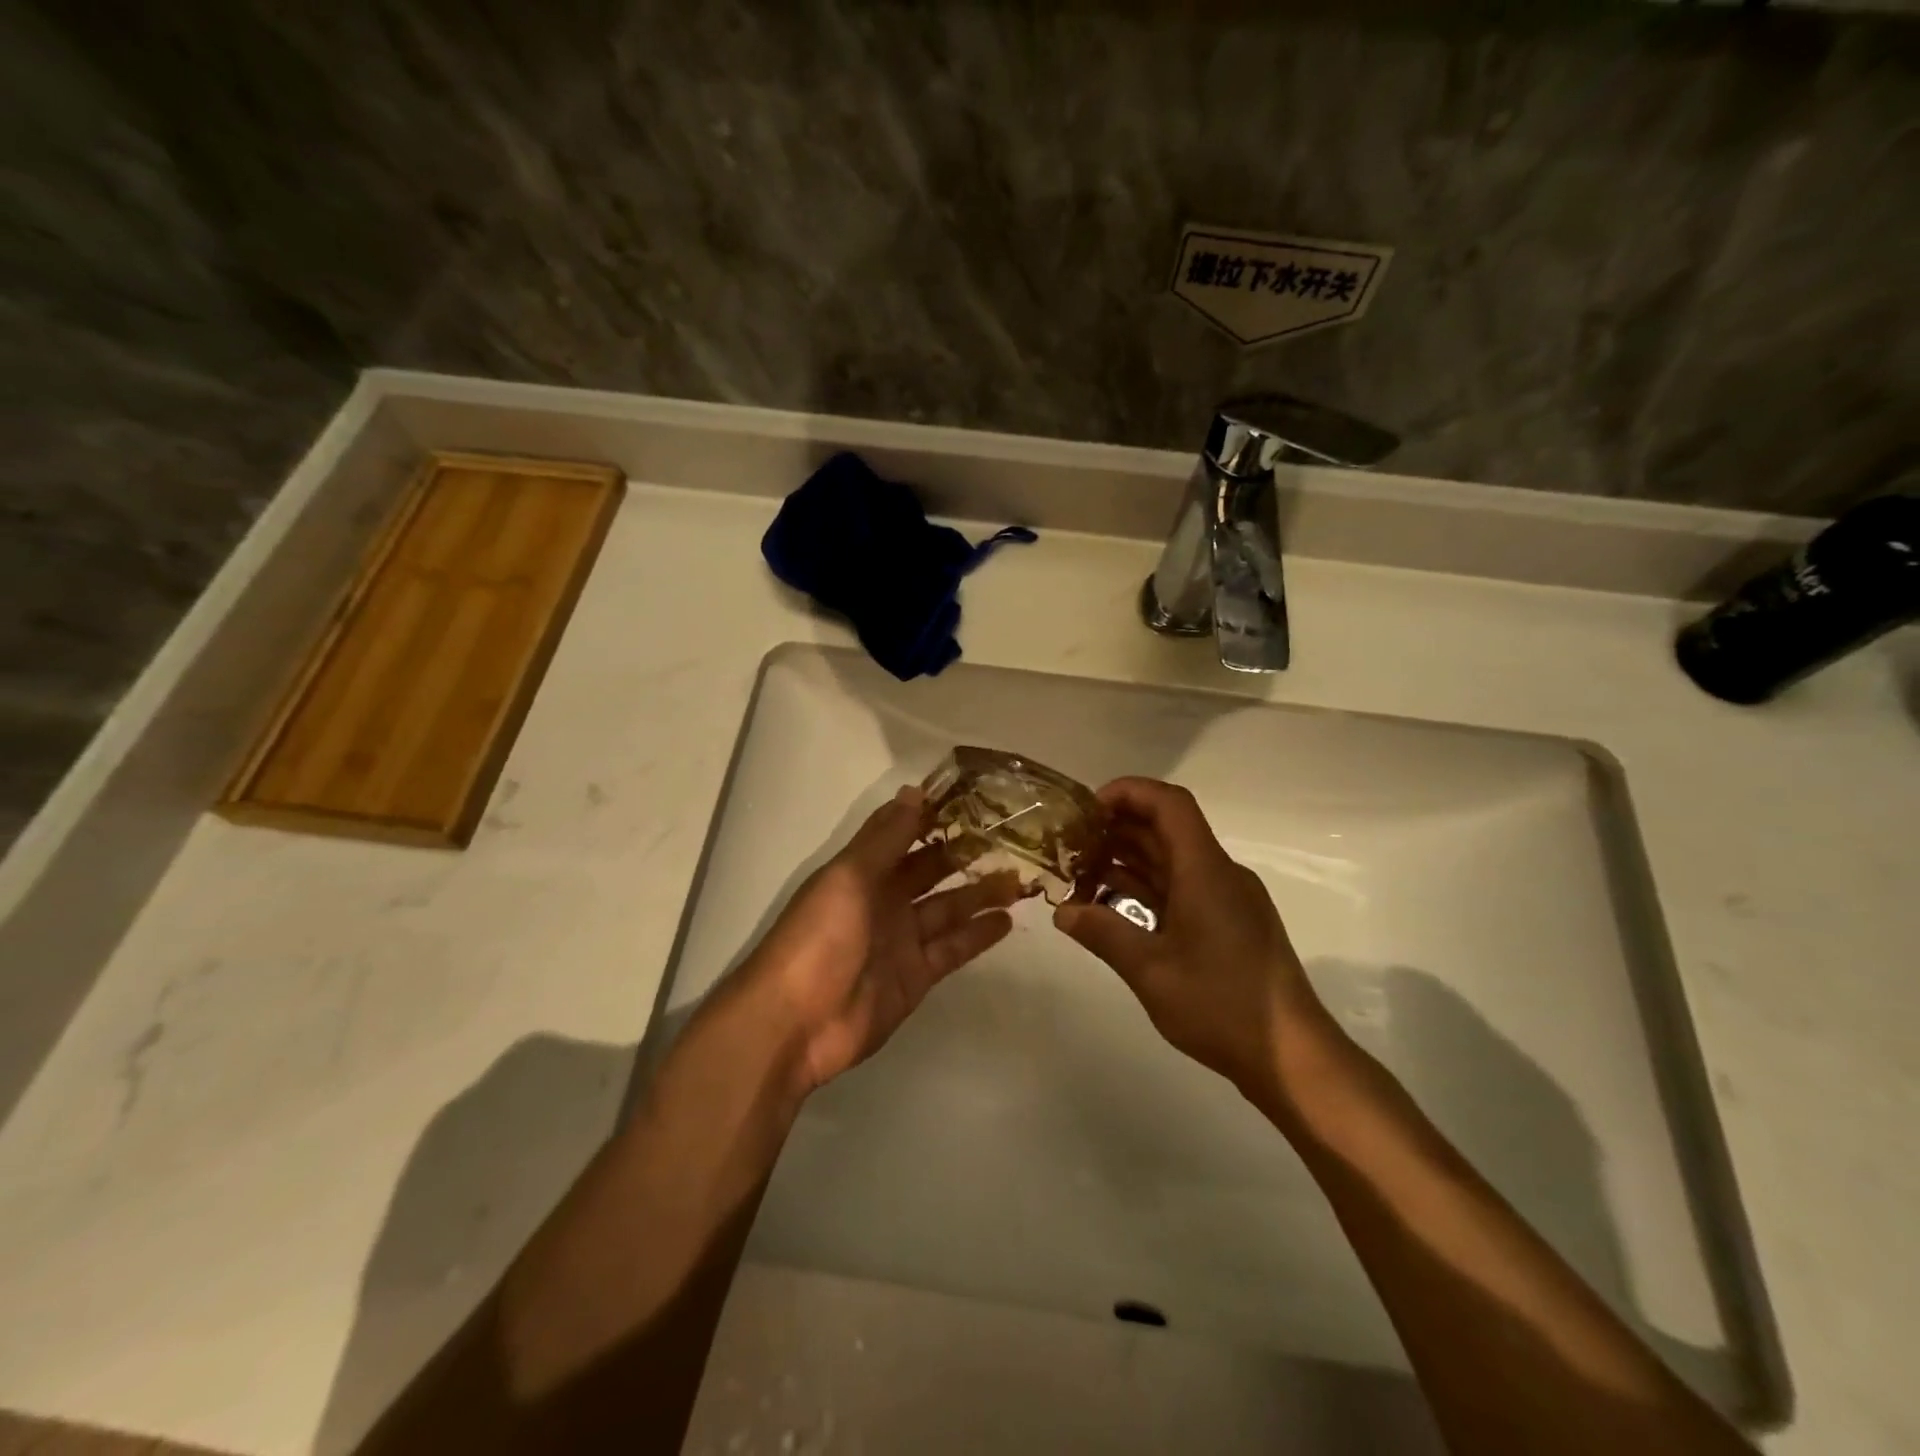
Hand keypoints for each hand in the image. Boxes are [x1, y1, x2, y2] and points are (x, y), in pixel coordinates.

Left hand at [742, 786, 1019, 1093]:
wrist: (797, 1022)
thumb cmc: (819, 938)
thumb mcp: (849, 877)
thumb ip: (886, 838)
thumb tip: (915, 790)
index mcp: (862, 872)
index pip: (904, 835)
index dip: (934, 818)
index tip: (974, 800)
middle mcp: (884, 901)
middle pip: (931, 871)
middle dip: (965, 855)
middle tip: (1010, 839)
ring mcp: (902, 940)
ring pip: (949, 909)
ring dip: (980, 893)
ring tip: (1019, 879)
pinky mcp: (917, 976)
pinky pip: (953, 948)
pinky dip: (978, 935)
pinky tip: (1006, 919)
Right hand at [1054, 777, 1336, 1101]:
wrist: (1294, 1058)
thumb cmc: (1223, 1007)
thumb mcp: (1151, 972)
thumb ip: (1103, 934)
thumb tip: (1062, 911)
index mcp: (1206, 871)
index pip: (1169, 804)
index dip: (1127, 792)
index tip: (1086, 810)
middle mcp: (1219, 874)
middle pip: (1166, 829)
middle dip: (1117, 828)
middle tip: (1070, 844)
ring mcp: (1226, 899)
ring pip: (1172, 861)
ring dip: (1128, 861)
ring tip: (1081, 874)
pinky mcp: (1229, 924)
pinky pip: (1182, 888)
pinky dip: (1146, 889)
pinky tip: (1113, 907)